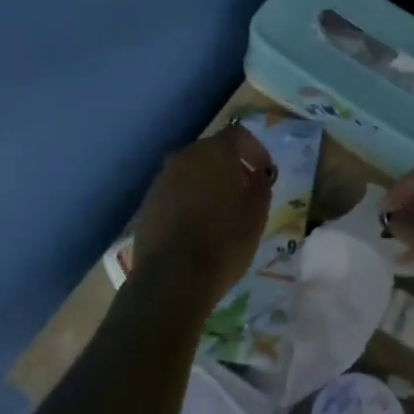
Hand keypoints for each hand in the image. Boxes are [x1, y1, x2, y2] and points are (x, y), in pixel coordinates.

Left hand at [132, 124, 273, 310]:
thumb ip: (261, 185)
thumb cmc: (224, 242)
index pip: (238, 135)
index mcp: (214, 152)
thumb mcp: (257, 214)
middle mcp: (185, 156)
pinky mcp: (148, 202)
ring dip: (208, 182)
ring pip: (191, 171)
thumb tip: (258, 174)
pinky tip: (197, 225)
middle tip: (245, 191)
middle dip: (231, 166)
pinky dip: (189, 199)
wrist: (172, 278)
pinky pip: (175, 191)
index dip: (255, 150)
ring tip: (221, 211)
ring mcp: (162, 178)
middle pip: (212, 151)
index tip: (265, 173)